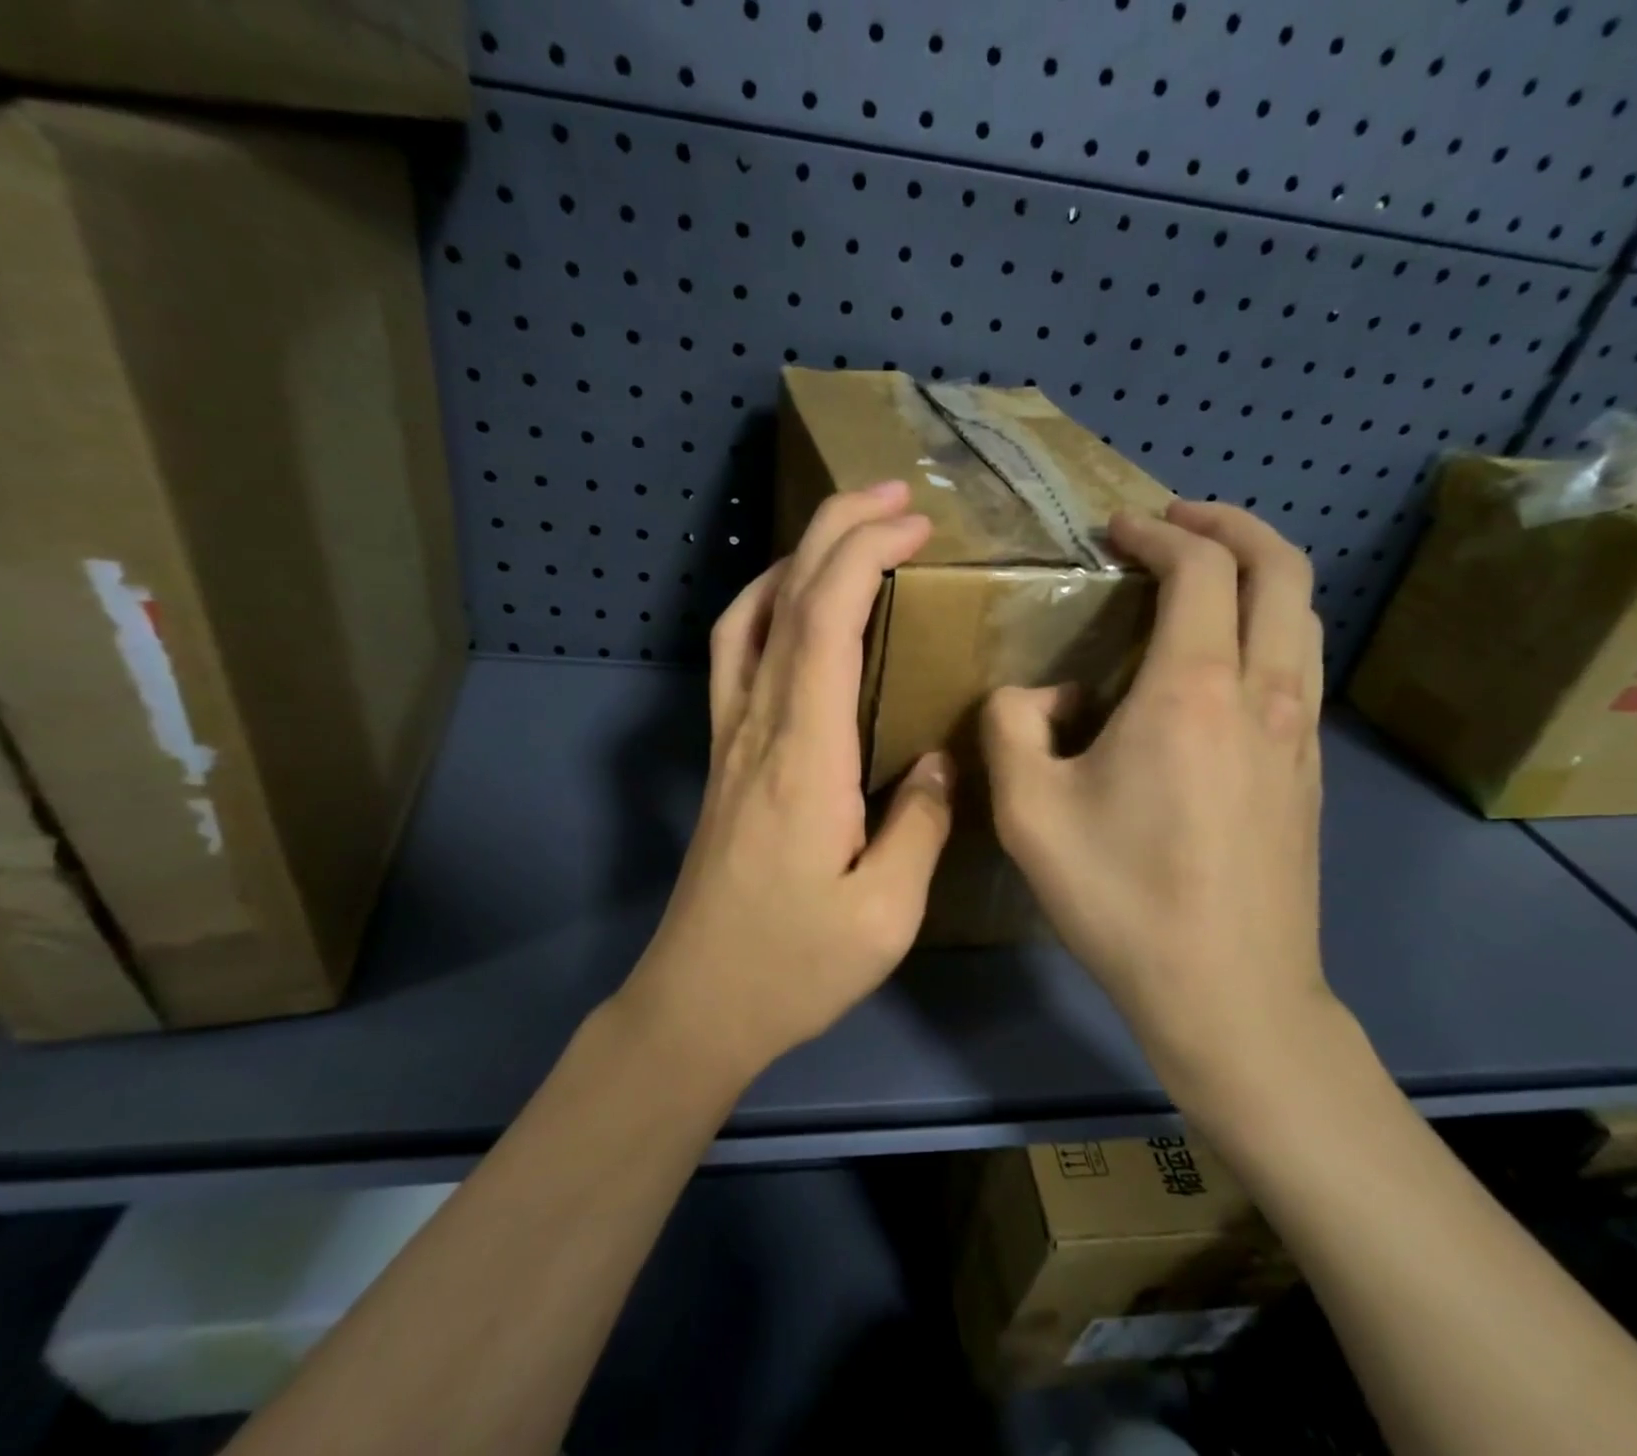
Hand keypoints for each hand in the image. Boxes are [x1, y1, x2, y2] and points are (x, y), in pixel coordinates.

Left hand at [624, 481, 954, 1082]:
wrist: (697, 1004)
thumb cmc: (794, 966)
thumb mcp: (886, 912)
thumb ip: (921, 823)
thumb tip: (939, 757)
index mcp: (804, 756)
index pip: (825, 621)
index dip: (865, 554)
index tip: (915, 523)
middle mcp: (757, 728)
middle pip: (784, 598)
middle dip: (836, 530)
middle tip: (894, 496)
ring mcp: (729, 739)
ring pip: (747, 616)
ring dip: (796, 559)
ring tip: (848, 534)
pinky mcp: (722, 758)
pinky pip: (734, 655)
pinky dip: (766, 606)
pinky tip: (795, 608)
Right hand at [981, 501, 1330, 1113]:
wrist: (1230, 994)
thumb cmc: (1121, 899)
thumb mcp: (1028, 812)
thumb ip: (1010, 726)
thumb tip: (1037, 695)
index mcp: (1192, 691)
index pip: (1199, 568)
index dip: (1158, 533)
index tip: (1117, 531)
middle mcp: (1263, 693)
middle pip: (1280, 569)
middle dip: (1229, 526)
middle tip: (1176, 522)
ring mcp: (1299, 733)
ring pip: (1302, 615)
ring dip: (1258, 573)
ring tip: (1203, 577)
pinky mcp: (1310, 772)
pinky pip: (1299, 666)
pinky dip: (1267, 627)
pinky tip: (1220, 663)